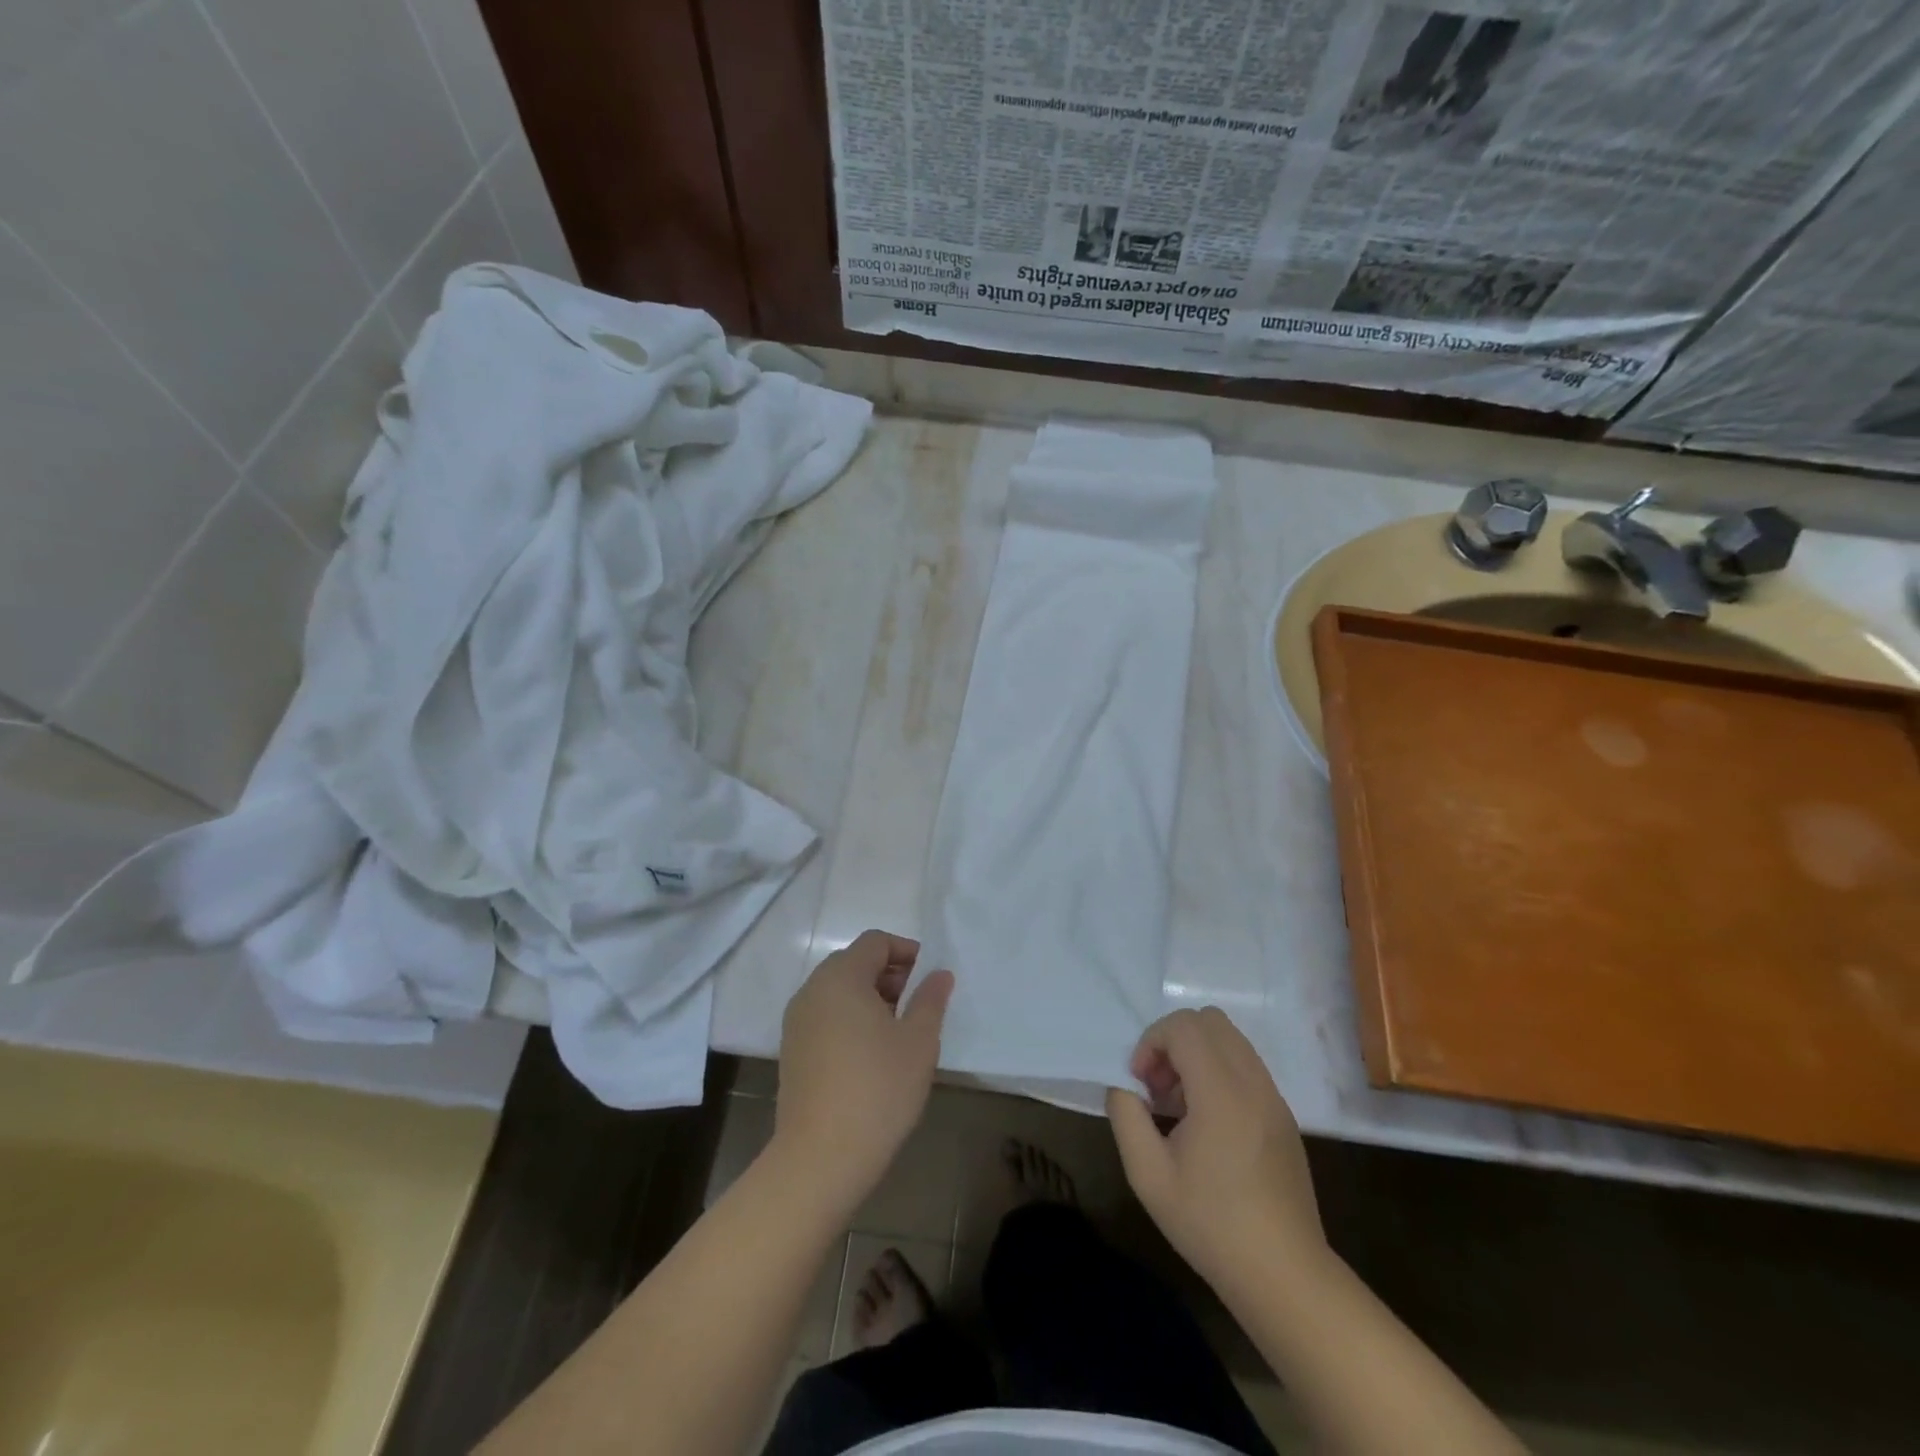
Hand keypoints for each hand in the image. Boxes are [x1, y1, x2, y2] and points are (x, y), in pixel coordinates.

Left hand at [774, 930, 953, 1210]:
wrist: (820, 1157)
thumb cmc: (878, 1088)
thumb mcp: (919, 1041)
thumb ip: (930, 999)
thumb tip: (939, 974)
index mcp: (841, 977)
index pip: (875, 942)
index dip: (906, 951)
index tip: (929, 978)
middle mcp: (812, 990)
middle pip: (854, 962)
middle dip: (889, 974)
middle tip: (917, 1003)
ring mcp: (797, 1021)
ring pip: (838, 991)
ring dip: (869, 997)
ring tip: (898, 1030)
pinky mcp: (792, 1050)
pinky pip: (825, 1016)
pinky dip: (849, 1018)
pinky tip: (870, 1054)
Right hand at [1107, 1007, 1325, 1289]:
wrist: (1284, 1275)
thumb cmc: (1211, 1225)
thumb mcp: (1148, 1176)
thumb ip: (1126, 1117)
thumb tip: (1124, 1088)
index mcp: (1222, 1092)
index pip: (1184, 1026)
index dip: (1151, 1041)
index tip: (1139, 1083)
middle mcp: (1253, 1083)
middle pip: (1209, 1020)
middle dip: (1173, 1041)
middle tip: (1158, 1086)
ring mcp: (1274, 1097)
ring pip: (1230, 1039)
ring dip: (1196, 1055)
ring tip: (1179, 1105)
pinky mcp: (1283, 1115)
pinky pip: (1246, 1065)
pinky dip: (1218, 1072)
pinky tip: (1206, 1122)